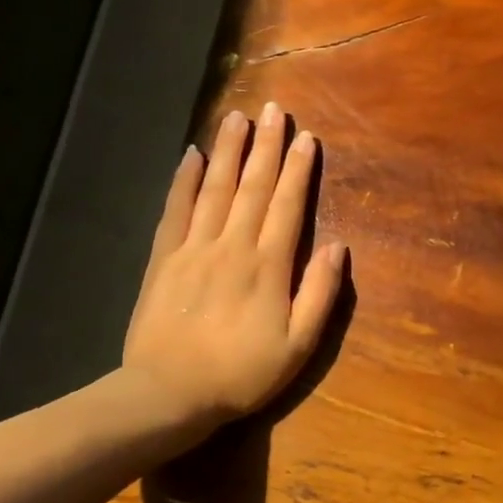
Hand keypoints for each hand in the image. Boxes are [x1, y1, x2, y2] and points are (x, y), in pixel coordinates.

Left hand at [122, 102, 346, 435]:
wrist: (169, 393)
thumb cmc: (242, 374)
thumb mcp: (298, 346)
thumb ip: (319, 294)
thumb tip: (338, 247)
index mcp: (268, 266)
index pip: (288, 206)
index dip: (299, 170)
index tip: (306, 137)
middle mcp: (232, 246)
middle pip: (253, 187)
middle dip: (267, 146)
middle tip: (273, 109)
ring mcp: (194, 249)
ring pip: (215, 189)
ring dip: (228, 151)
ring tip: (237, 117)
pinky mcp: (164, 259)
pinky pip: (175, 209)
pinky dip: (184, 180)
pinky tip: (191, 156)